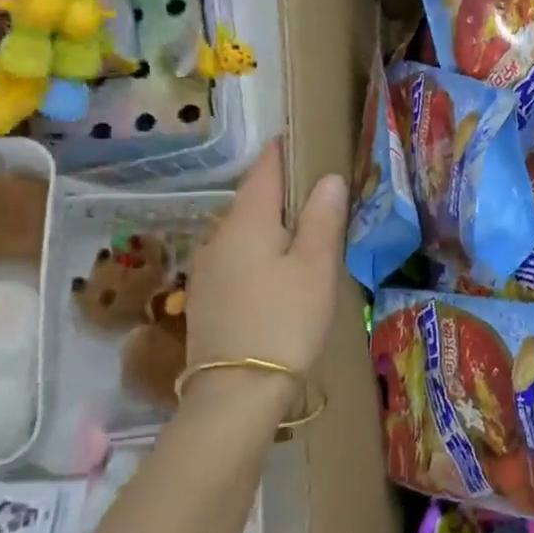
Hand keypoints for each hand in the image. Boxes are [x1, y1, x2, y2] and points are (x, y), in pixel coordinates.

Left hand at [183, 140, 346, 377]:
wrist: (235, 393)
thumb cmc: (285, 321)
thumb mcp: (315, 268)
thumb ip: (322, 219)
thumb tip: (328, 178)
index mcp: (247, 221)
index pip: (264, 169)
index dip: (283, 150)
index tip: (301, 139)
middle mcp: (218, 236)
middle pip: (252, 200)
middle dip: (281, 190)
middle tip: (316, 191)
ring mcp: (207, 268)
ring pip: (243, 231)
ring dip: (270, 224)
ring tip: (302, 233)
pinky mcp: (206, 297)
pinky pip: (235, 257)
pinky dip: (258, 251)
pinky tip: (276, 271)